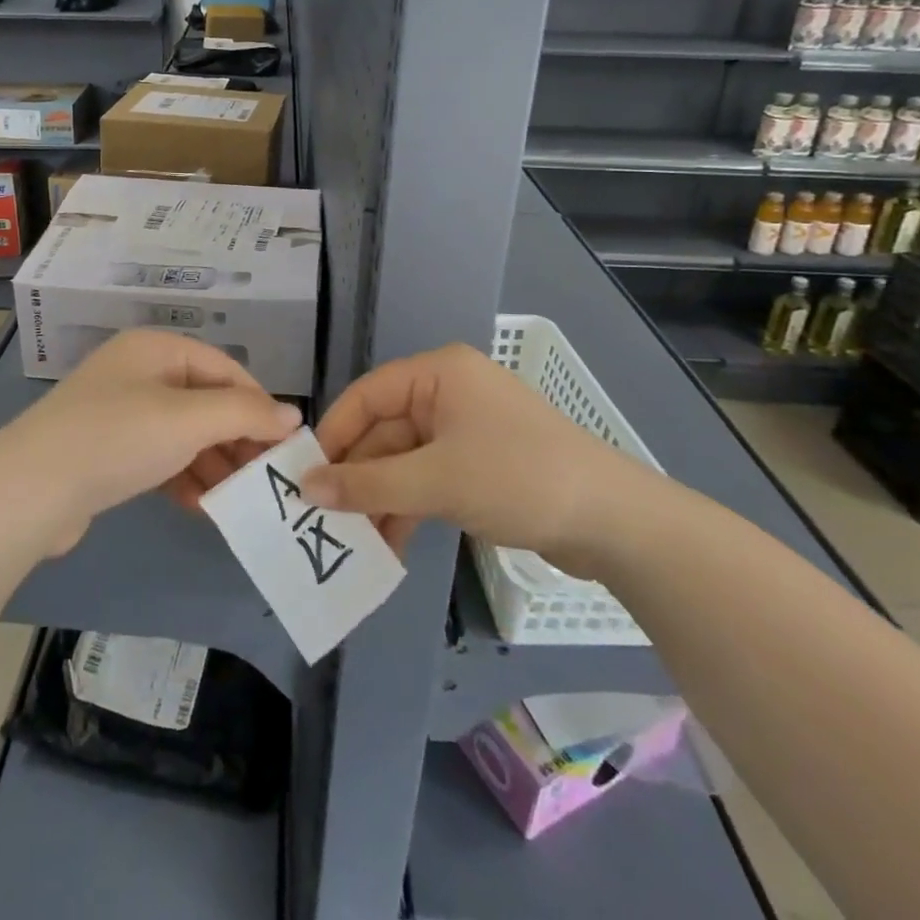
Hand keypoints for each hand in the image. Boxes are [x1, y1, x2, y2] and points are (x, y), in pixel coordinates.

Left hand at [0, 330, 300, 552]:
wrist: (29, 491)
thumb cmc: (117, 438)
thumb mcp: (189, 420)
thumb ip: (245, 414)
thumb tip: (293, 416)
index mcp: (155, 348)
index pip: (225, 368)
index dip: (258, 403)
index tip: (286, 444)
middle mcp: (137, 372)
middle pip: (204, 400)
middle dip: (236, 437)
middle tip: (266, 477)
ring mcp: (117, 411)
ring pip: (182, 432)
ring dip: (212, 462)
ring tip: (239, 498)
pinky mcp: (104, 450)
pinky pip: (157, 456)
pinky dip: (181, 476)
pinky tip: (200, 506)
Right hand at [299, 344, 661, 574]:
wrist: (614, 522)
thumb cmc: (518, 478)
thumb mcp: (436, 481)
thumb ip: (367, 484)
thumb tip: (306, 488)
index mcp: (439, 374)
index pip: (368, 394)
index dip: (334, 433)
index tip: (305, 474)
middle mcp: (448, 394)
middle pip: (385, 431)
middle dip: (357, 475)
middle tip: (322, 517)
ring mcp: (465, 432)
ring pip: (404, 461)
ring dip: (380, 499)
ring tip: (351, 541)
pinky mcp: (479, 466)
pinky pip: (427, 480)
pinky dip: (408, 508)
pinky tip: (388, 545)